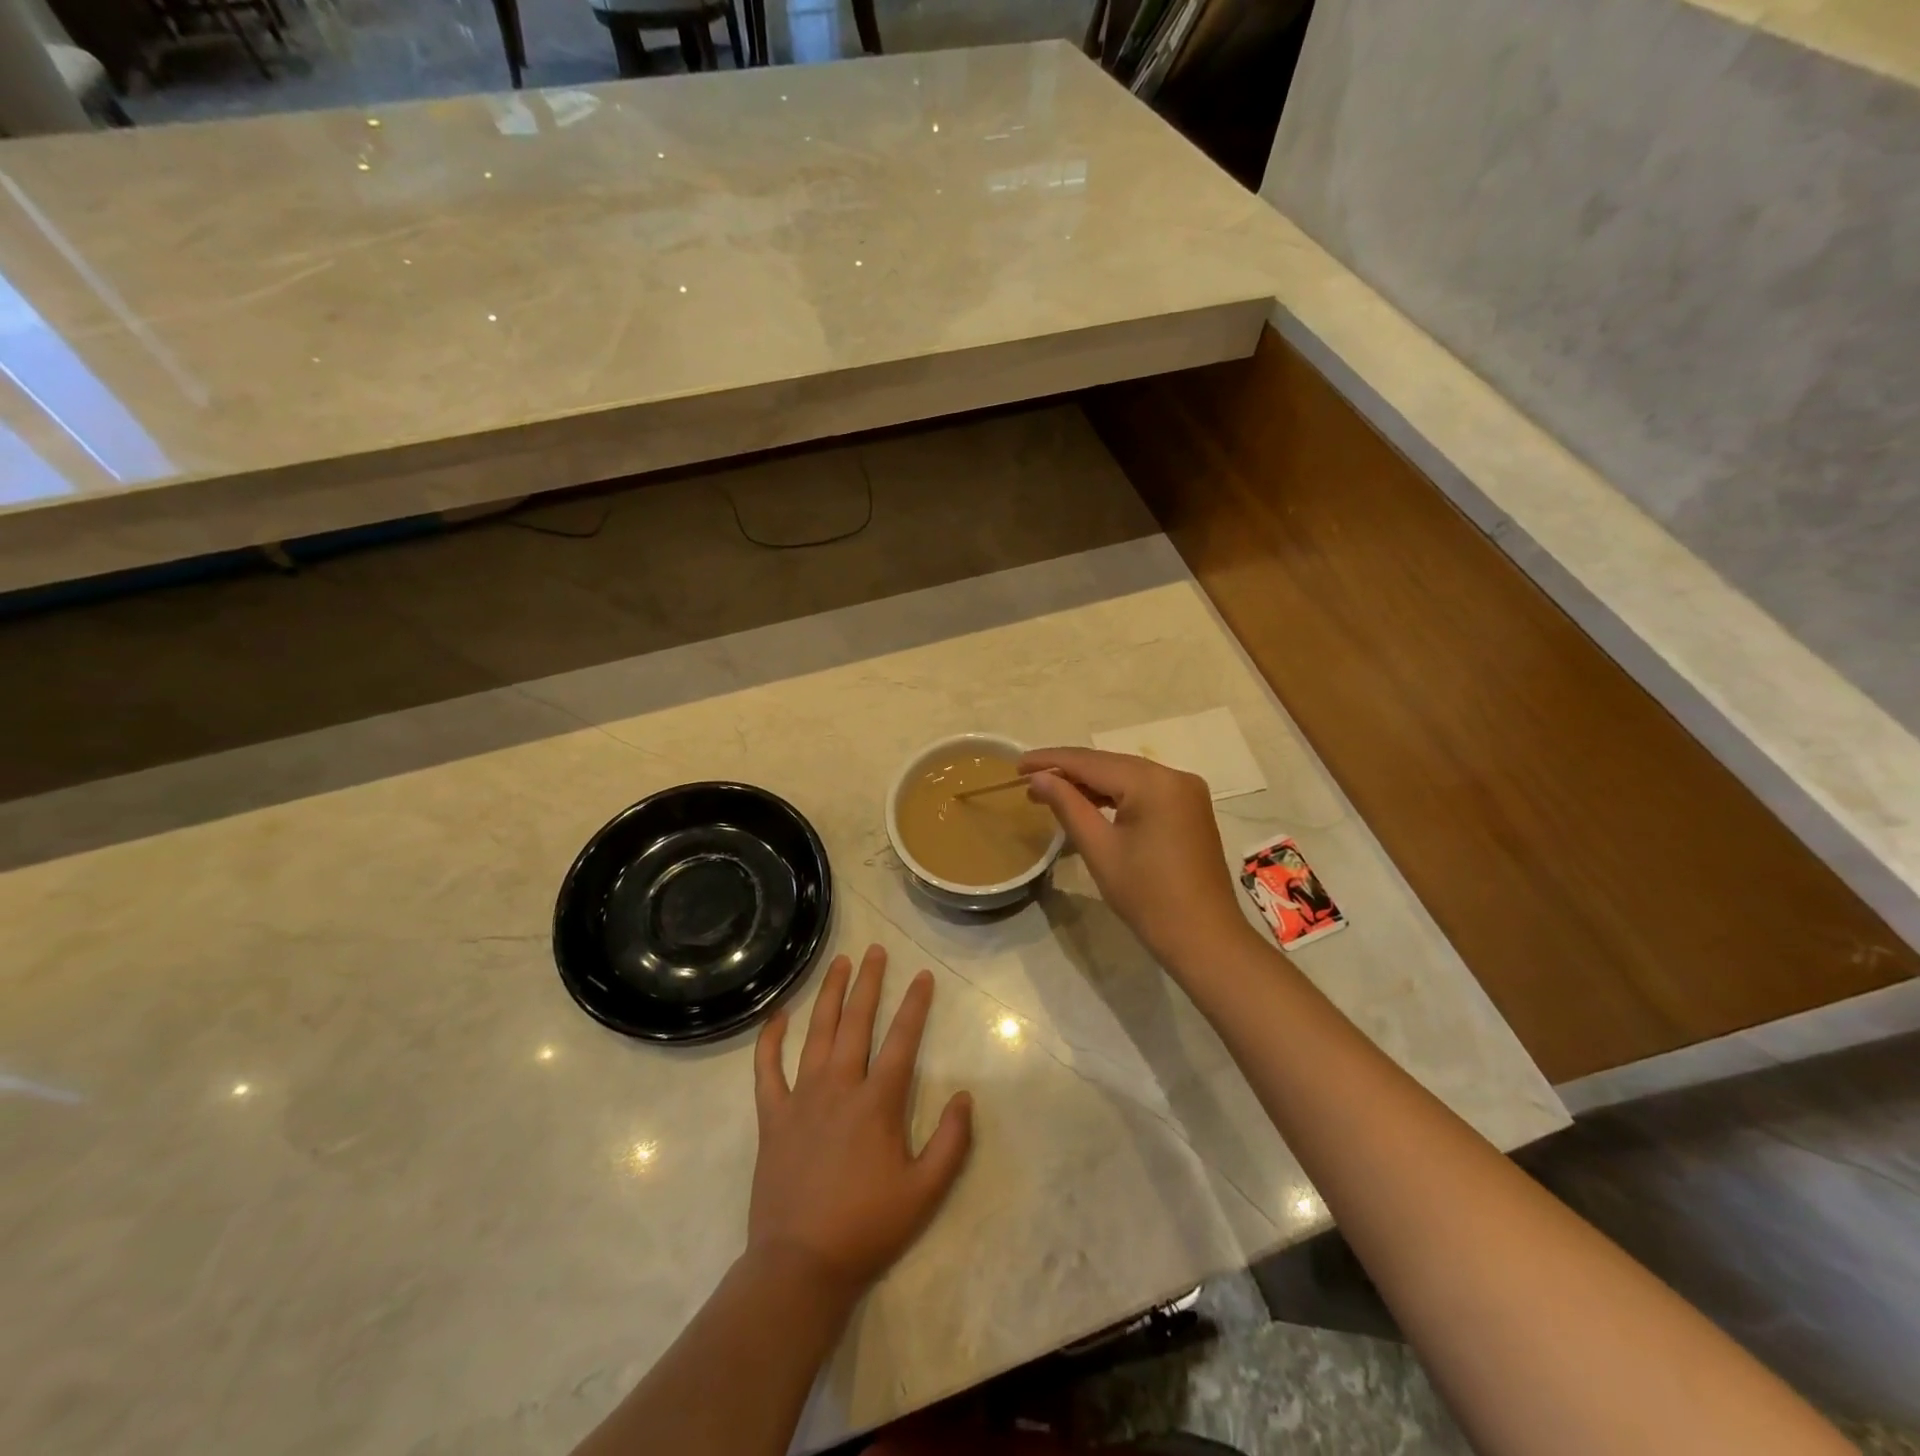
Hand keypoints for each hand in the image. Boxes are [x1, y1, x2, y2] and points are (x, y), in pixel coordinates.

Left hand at [749, 945, 973, 1298]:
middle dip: (869, 982)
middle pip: (856, 1021)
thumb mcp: (925, 1192)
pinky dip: (770, 1039)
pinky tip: (778, 1015)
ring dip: (829, 994)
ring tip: (839, 963)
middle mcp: (839, 1086)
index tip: (923, 975)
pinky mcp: (772, 1116)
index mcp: (877, 1102)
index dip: (915, 1005)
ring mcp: (801, 1097)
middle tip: (875, 950)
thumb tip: (964, 1096)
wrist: (800, 1265)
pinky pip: (767, 1068)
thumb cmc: (867, 1227)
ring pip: (816, 1032)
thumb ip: (952, 1142)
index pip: (902, 1039)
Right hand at [1020, 747, 1257, 975]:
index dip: (1051, 761)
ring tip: (1049, 792)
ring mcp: (1186, 791)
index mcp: (1153, 782)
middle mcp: (1174, 776)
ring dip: (1090, 783)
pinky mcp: (1189, 808)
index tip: (1017, 764)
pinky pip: (1144, 791)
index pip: (1091, 761)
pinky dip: (1114, 794)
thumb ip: (1067, 805)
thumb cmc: (1147, 896)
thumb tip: (1038, 778)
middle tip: (1028, 780)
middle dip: (1068, 771)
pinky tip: (1088, 802)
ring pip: (1127, 776)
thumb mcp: (1099, 849)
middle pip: (1110, 764)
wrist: (1204, 938)